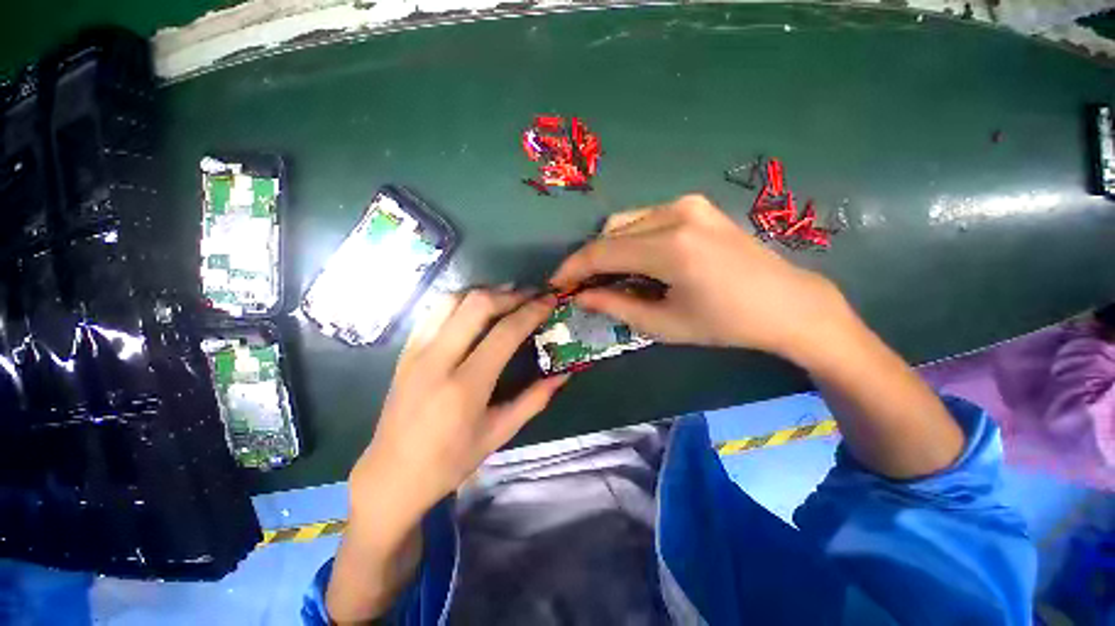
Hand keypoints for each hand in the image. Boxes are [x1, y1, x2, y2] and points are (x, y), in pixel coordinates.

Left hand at [348, 289, 567, 524]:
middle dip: (509, 294)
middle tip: (531, 296)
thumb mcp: (499, 434)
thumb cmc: (449, 461)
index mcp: (465, 386)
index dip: (531, 311)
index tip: (549, 301)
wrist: (391, 476)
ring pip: (451, 300)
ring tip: (507, 297)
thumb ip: (534, 400)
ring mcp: (416, 352)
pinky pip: (434, 312)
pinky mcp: (405, 351)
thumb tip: (563, 375)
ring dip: (484, 292)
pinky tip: (475, 308)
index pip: (505, 333)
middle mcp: (438, 360)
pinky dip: (460, 301)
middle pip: (476, 305)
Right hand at [552, 195, 848, 359]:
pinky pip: (645, 219)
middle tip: (584, 286)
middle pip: (609, 232)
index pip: (602, 253)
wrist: (786, 302)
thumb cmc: (725, 323)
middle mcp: (675, 214)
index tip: (556, 284)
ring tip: (612, 278)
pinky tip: (638, 262)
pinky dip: (630, 240)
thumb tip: (580, 297)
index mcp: (670, 248)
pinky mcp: (695, 204)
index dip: (573, 268)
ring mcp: (687, 204)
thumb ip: (616, 306)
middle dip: (589, 260)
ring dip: (610, 249)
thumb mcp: (664, 324)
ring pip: (625, 222)